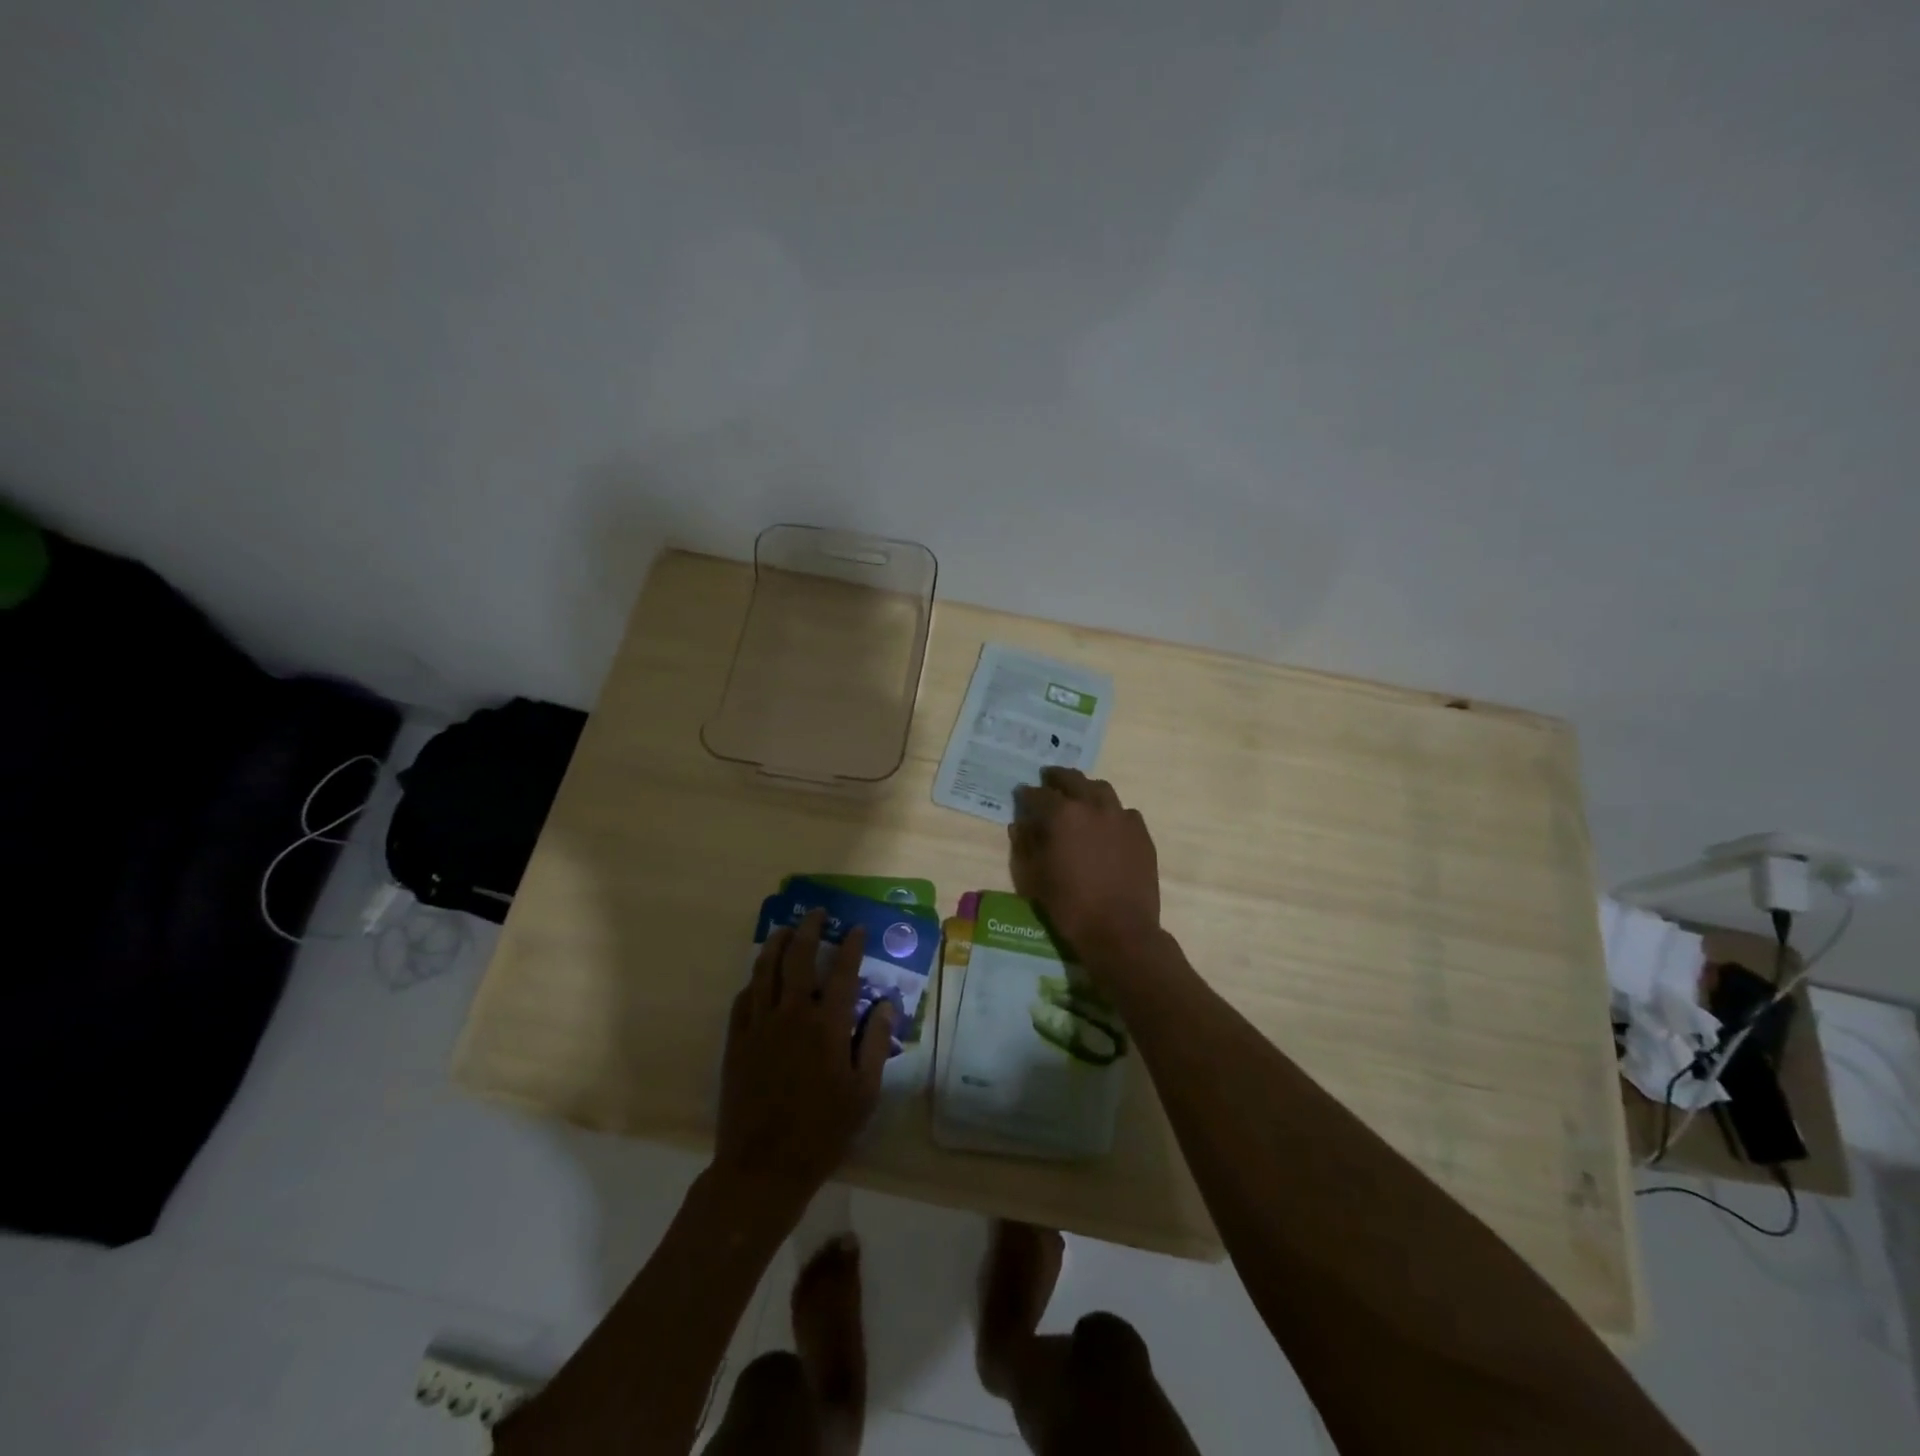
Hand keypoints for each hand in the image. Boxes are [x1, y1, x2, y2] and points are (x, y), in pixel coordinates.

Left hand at [714, 910, 894, 1208]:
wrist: (763, 1167)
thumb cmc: (822, 1132)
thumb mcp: (863, 1094)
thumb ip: (874, 1044)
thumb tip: (886, 1005)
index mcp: (827, 1026)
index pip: (843, 972)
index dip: (851, 946)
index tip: (856, 929)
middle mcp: (792, 1015)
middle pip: (800, 958)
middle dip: (810, 930)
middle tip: (817, 913)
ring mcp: (760, 1026)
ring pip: (766, 970)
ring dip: (777, 944)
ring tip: (786, 930)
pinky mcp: (736, 1041)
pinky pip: (744, 998)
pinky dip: (755, 979)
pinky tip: (761, 976)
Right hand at [1009, 767, 1160, 964]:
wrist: (1120, 930)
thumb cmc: (1069, 906)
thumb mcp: (1035, 877)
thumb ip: (1027, 844)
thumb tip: (1021, 824)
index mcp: (1063, 815)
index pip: (1038, 795)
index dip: (1026, 794)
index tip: (1021, 794)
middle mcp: (1093, 806)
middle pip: (1073, 779)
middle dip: (1057, 778)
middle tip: (1048, 780)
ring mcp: (1121, 817)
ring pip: (1101, 790)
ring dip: (1086, 789)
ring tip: (1078, 797)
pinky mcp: (1141, 833)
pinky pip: (1124, 812)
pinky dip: (1110, 812)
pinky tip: (1106, 825)